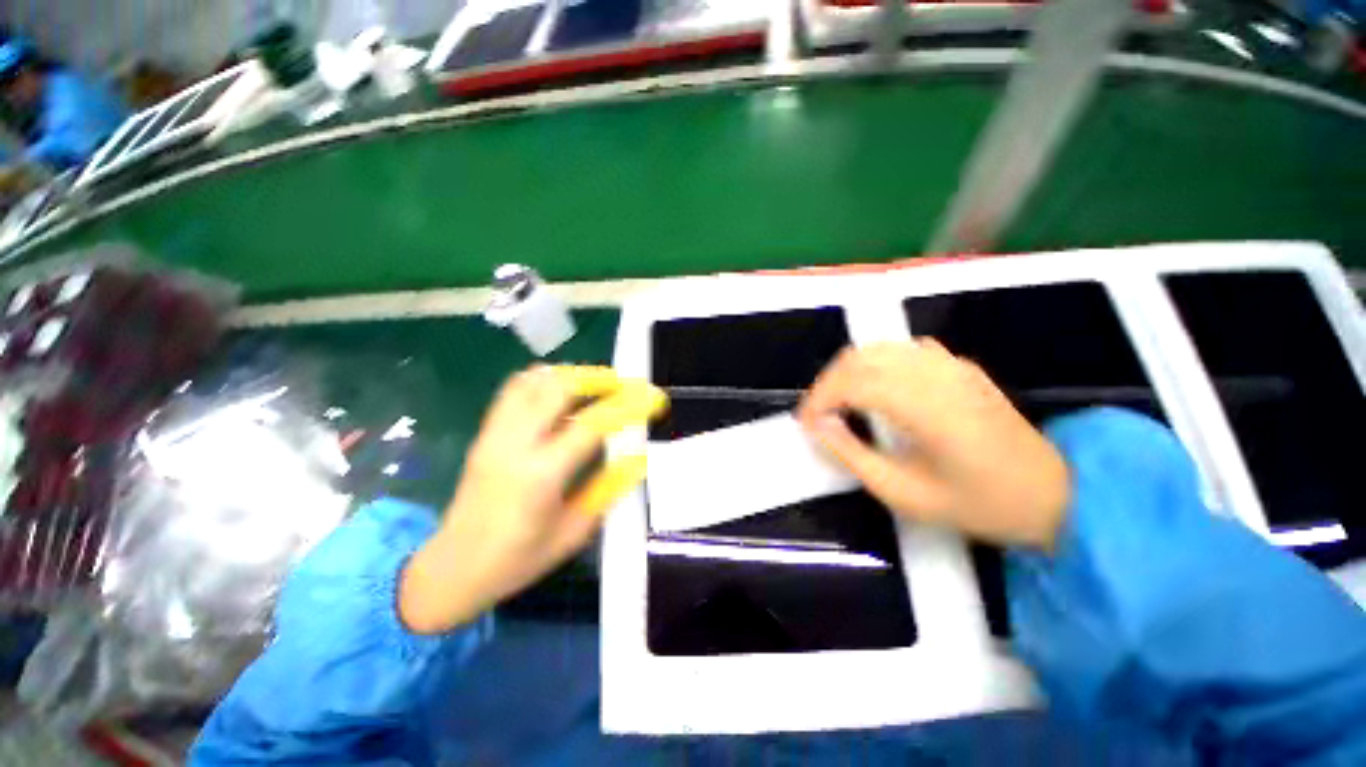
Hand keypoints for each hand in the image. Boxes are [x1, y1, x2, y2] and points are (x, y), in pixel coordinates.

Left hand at [399, 366, 662, 633]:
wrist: (451, 569)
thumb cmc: (518, 559)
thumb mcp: (574, 531)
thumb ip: (609, 488)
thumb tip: (640, 457)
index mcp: (541, 475)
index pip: (593, 424)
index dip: (629, 406)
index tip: (654, 399)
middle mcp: (515, 444)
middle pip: (559, 387)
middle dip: (600, 379)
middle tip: (627, 385)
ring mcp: (495, 434)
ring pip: (534, 380)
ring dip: (572, 375)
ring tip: (599, 384)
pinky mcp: (485, 432)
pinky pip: (514, 389)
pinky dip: (543, 380)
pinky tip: (562, 391)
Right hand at [797, 340, 1070, 550]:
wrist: (1055, 495)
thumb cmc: (978, 503)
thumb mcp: (903, 493)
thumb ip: (852, 454)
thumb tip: (818, 426)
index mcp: (926, 406)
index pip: (853, 382)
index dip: (819, 398)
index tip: (804, 423)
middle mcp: (936, 373)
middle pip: (861, 358)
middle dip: (828, 383)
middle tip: (817, 414)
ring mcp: (951, 364)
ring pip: (878, 349)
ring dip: (848, 370)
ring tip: (837, 401)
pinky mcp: (959, 365)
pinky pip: (902, 350)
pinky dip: (875, 363)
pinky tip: (874, 387)